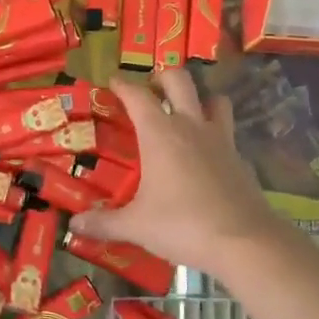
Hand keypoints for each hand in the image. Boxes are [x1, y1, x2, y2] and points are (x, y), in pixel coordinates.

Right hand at [68, 70, 285, 274]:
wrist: (244, 241)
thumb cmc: (182, 225)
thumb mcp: (136, 226)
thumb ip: (104, 223)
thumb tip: (75, 225)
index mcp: (161, 134)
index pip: (138, 96)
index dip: (123, 85)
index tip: (112, 81)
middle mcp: (192, 127)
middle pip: (180, 81)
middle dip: (162, 77)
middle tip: (150, 88)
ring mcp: (221, 140)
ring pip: (214, 100)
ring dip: (200, 99)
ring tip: (186, 112)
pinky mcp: (240, 159)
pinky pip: (227, 134)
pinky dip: (215, 135)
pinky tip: (207, 156)